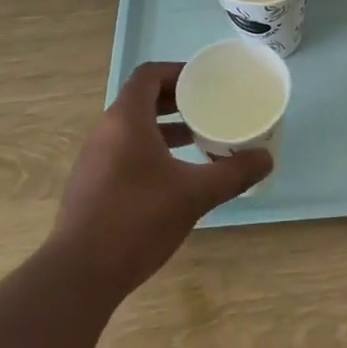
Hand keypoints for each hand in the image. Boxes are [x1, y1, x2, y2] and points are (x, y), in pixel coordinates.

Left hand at [50, 62, 271, 295]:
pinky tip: (172, 178)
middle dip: (175, 101)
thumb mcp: (194, 194)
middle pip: (140, 100)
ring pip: (132, 129)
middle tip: (207, 108)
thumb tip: (266, 158)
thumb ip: (233, 173)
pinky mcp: (91, 186)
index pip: (149, 75)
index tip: (205, 82)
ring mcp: (94, 160)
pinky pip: (123, 152)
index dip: (177, 72)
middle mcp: (105, 132)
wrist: (80, 275)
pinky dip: (149, 152)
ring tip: (196, 141)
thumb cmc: (138, 220)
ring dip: (163, 128)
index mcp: (126, 120)